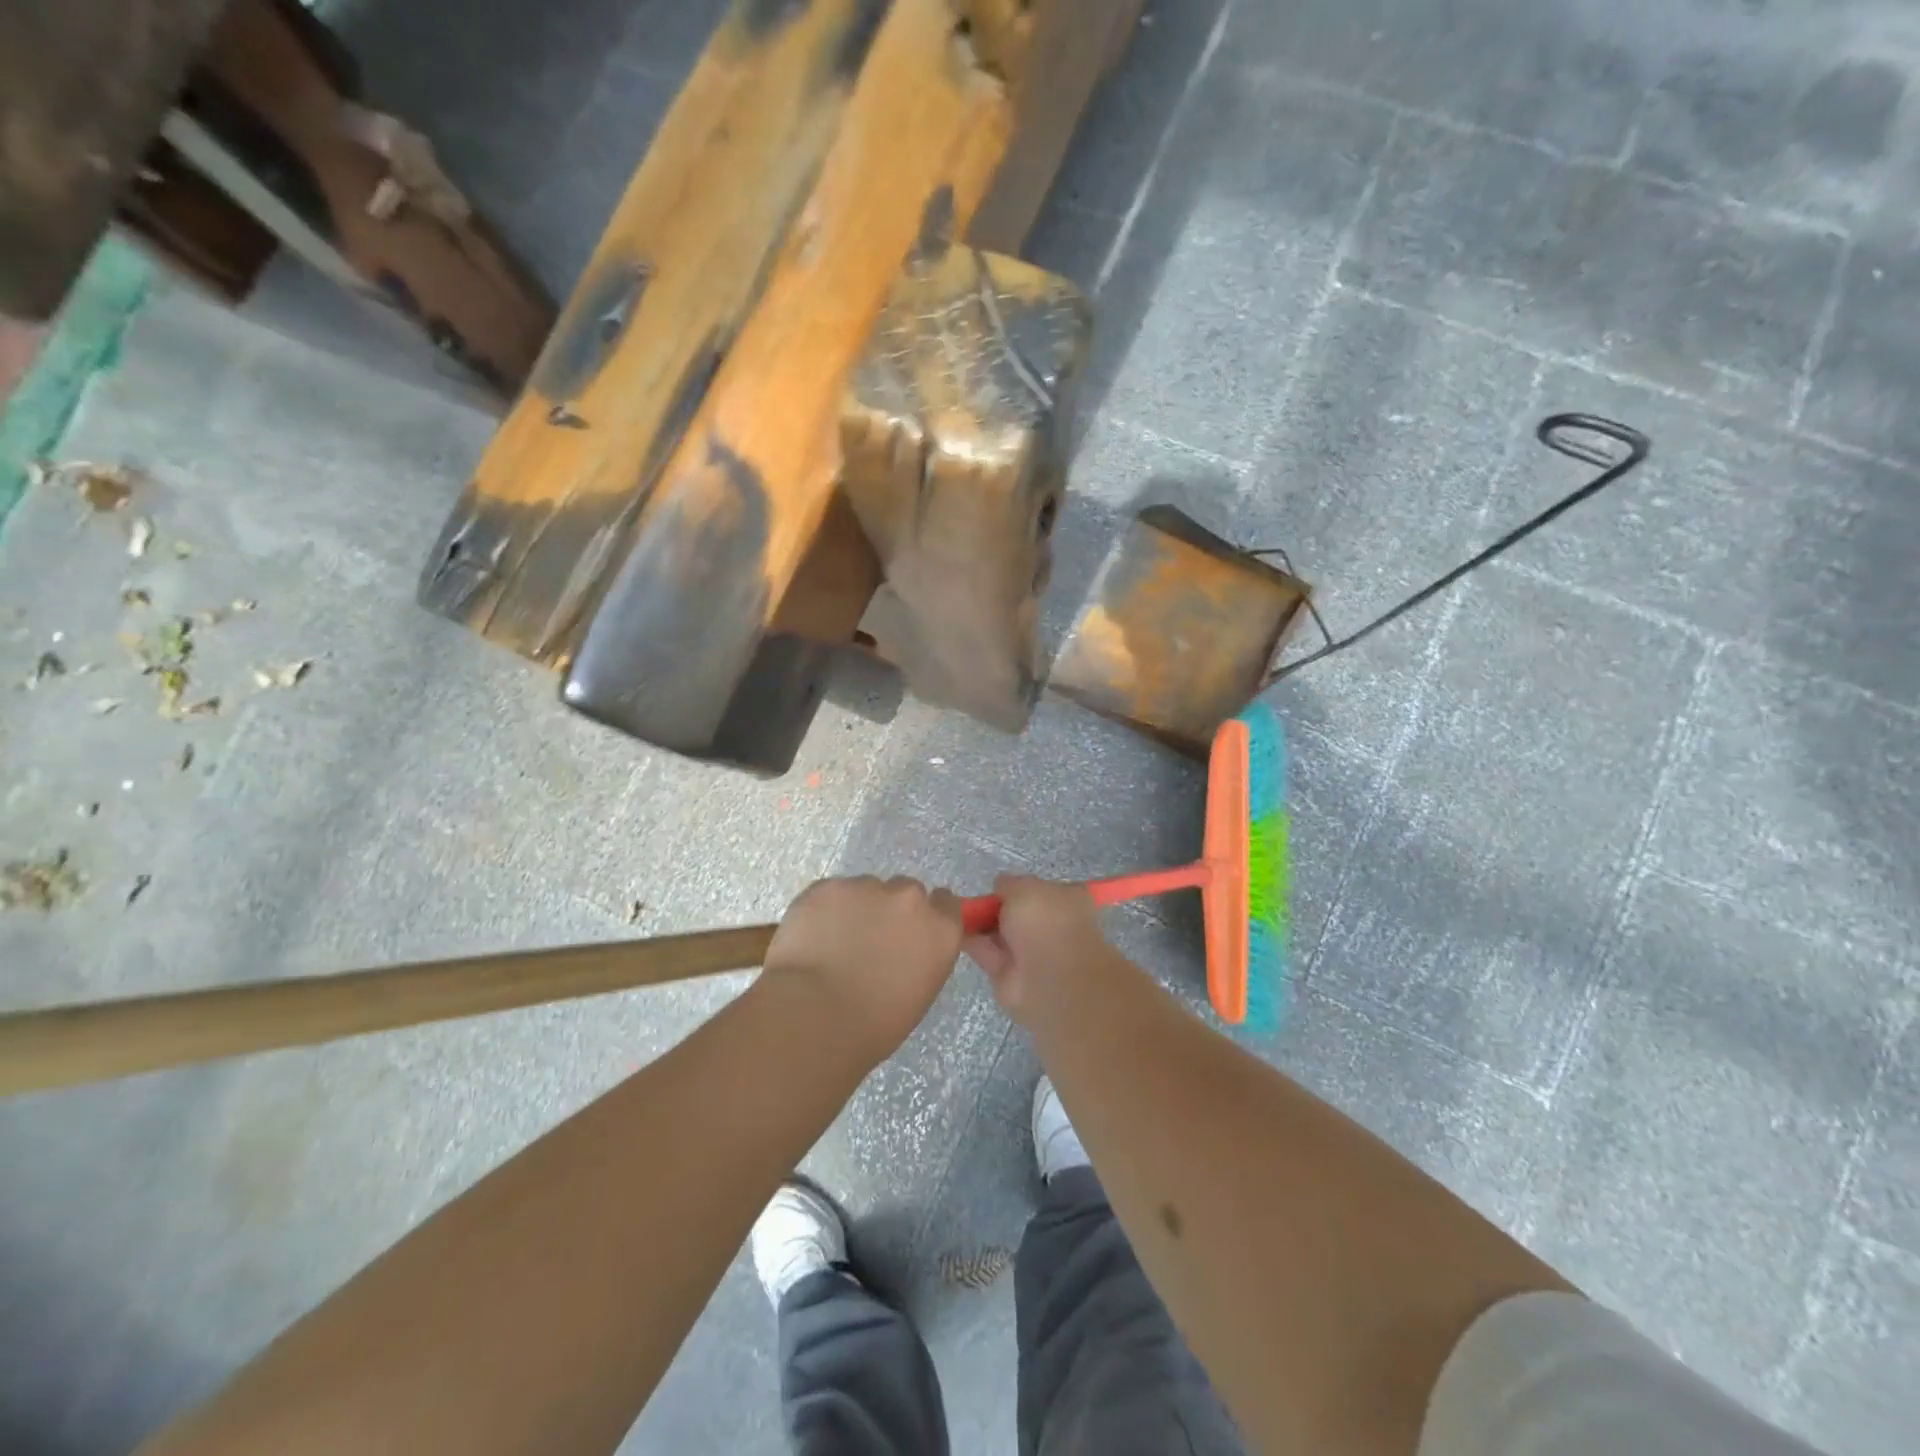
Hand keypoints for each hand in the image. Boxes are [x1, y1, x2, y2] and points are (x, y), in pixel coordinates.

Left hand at [765, 876, 963, 1060]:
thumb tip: (902, 949)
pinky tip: (811, 939)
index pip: (946, 903)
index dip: (927, 915)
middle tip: (867, 942)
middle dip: (890, 910)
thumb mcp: (917, 993)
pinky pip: (830, 893)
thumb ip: (919, 957)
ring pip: (865, 889)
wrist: (814, 1017)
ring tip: (832, 944)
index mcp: (940, 930)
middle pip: (905, 891)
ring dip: (856, 909)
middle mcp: (910, 899)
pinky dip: (823, 911)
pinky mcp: (828, 886)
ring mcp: (867, 887)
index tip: (910, 932)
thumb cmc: (873, 1025)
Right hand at [962, 875, 1112, 1022]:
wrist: (1047, 979)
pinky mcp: (1009, 973)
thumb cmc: (1044, 923)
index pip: (1042, 889)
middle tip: (971, 898)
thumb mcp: (1025, 887)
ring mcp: (1031, 952)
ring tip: (955, 911)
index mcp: (1068, 900)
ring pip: (1001, 932)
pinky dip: (971, 942)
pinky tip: (953, 929)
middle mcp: (1052, 926)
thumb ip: (1009, 883)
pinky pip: (987, 951)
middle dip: (997, 905)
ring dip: (981, 923)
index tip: (997, 885)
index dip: (1020, 886)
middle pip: (1018, 912)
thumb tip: (999, 887)